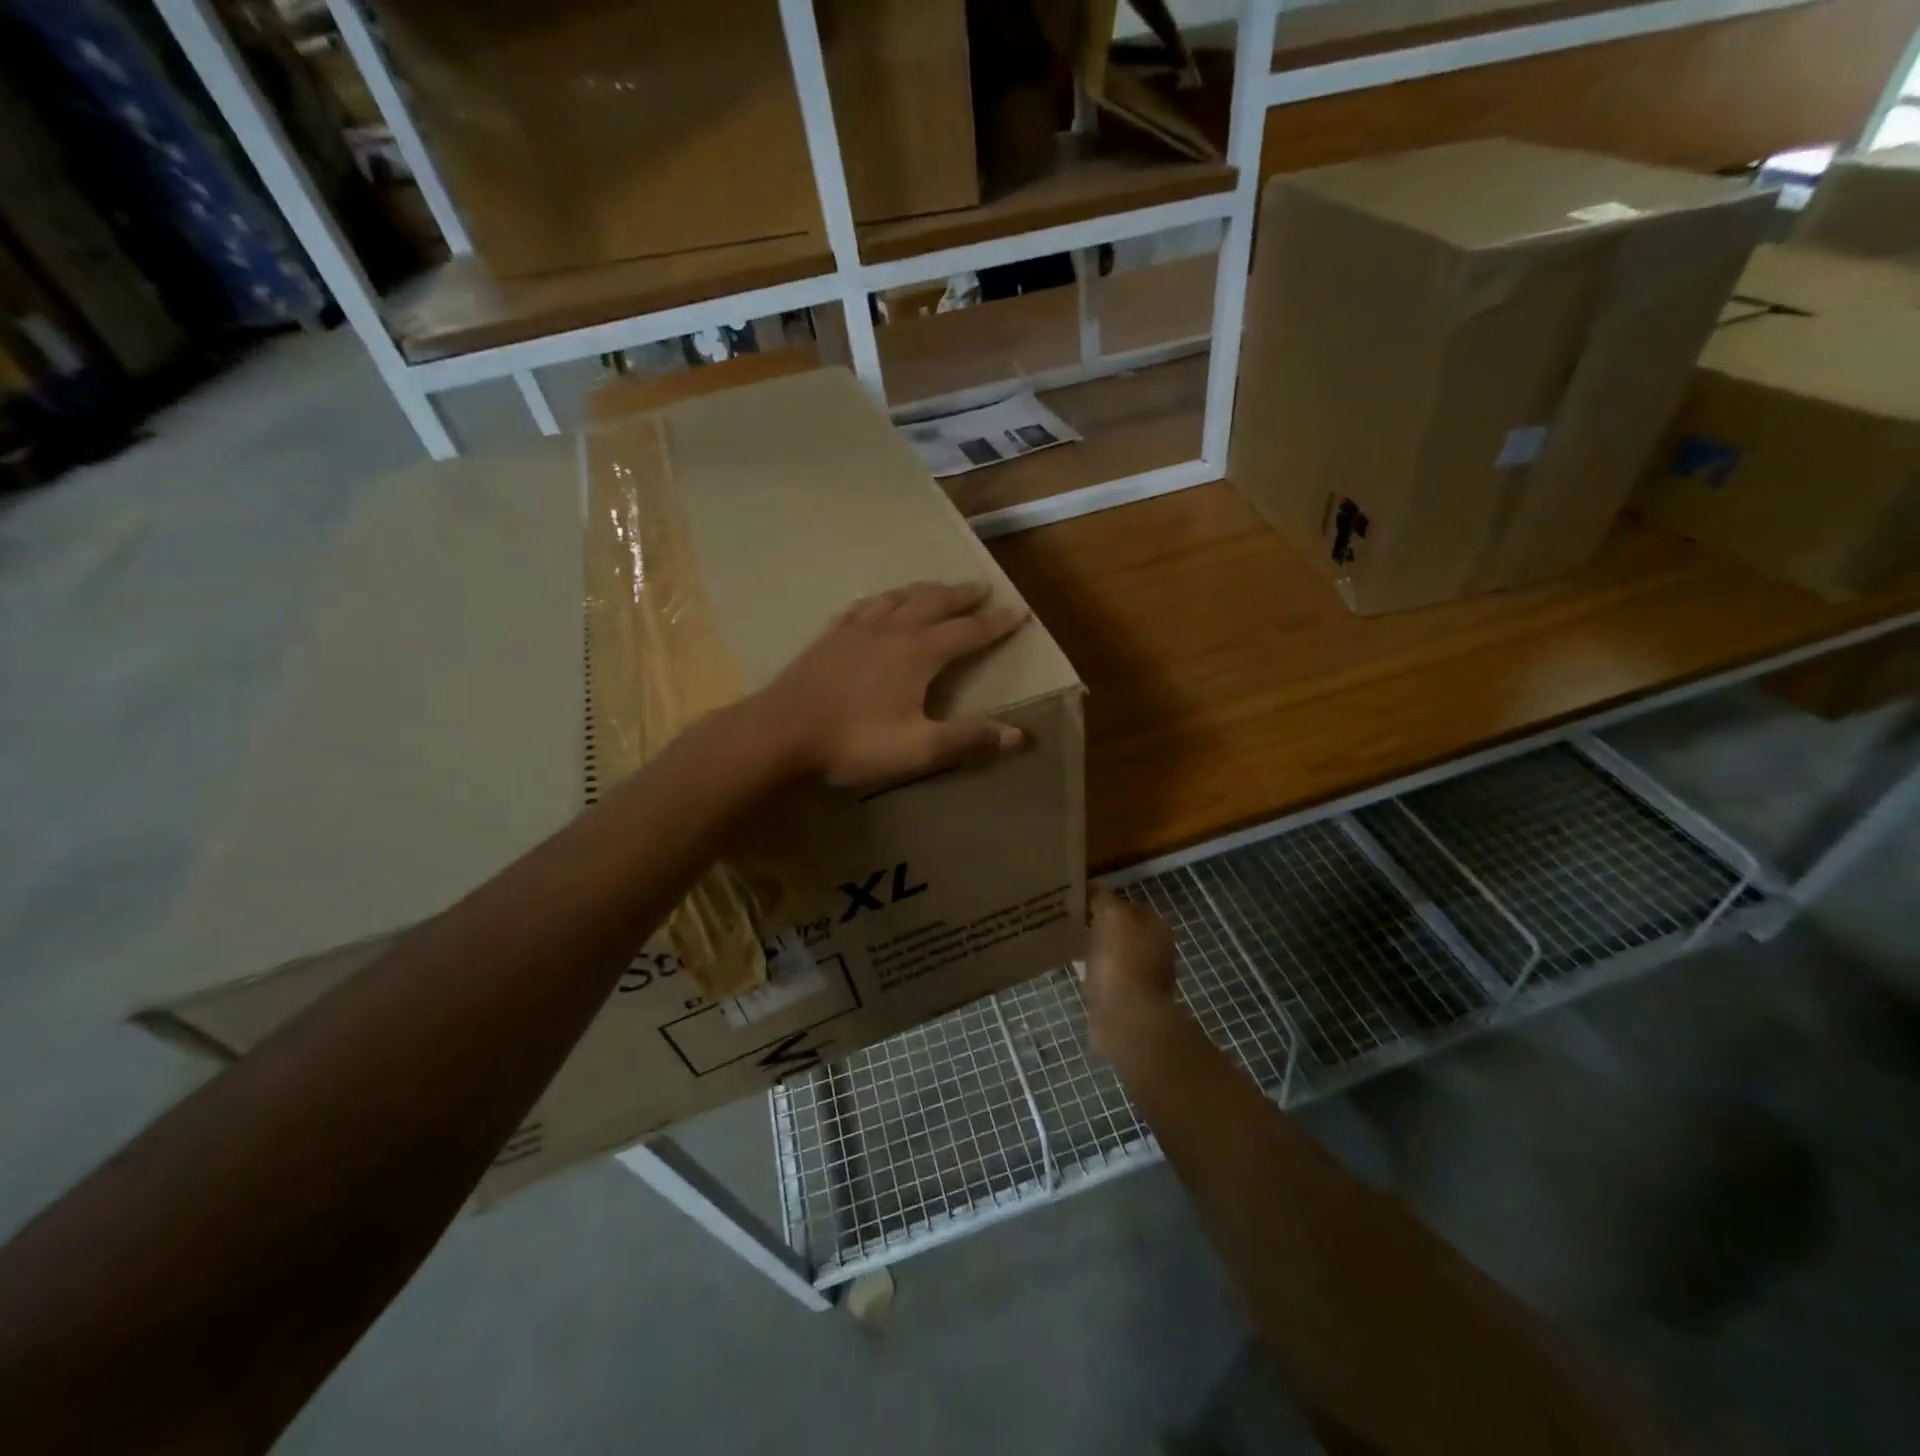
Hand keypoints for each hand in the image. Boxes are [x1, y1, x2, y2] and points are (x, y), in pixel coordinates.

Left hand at [756, 581, 1029, 790]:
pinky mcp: (829, 636)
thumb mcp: (918, 749)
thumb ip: (968, 739)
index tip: (1018, 611)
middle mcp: (892, 630)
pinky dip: (881, 600)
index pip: (968, 632)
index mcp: (919, 653)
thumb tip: (1020, 735)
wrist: (780, 732)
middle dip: (961, 595)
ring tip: (935, 588)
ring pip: (898, 597)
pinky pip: (862, 607)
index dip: (996, 623)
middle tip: (981, 587)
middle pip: (934, 602)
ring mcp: (856, 629)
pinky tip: (877, 602)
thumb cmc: (853, 742)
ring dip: (923, 590)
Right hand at [1083, 888, 1180, 1058]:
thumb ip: (1102, 898)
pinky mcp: (1126, 998)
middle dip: (1097, 924)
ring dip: (1093, 948)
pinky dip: (1091, 970)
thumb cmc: (1121, 960)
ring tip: (1066, 942)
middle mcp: (1155, 949)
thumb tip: (1093, 889)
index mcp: (1156, 926)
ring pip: (1111, 952)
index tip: (1075, 900)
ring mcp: (1142, 976)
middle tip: (1068, 920)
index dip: (1102, 899)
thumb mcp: (1111, 915)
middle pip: (1120, 928)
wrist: (1126, 1019)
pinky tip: (1072, 967)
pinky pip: (1105, 975)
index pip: (1127, 903)